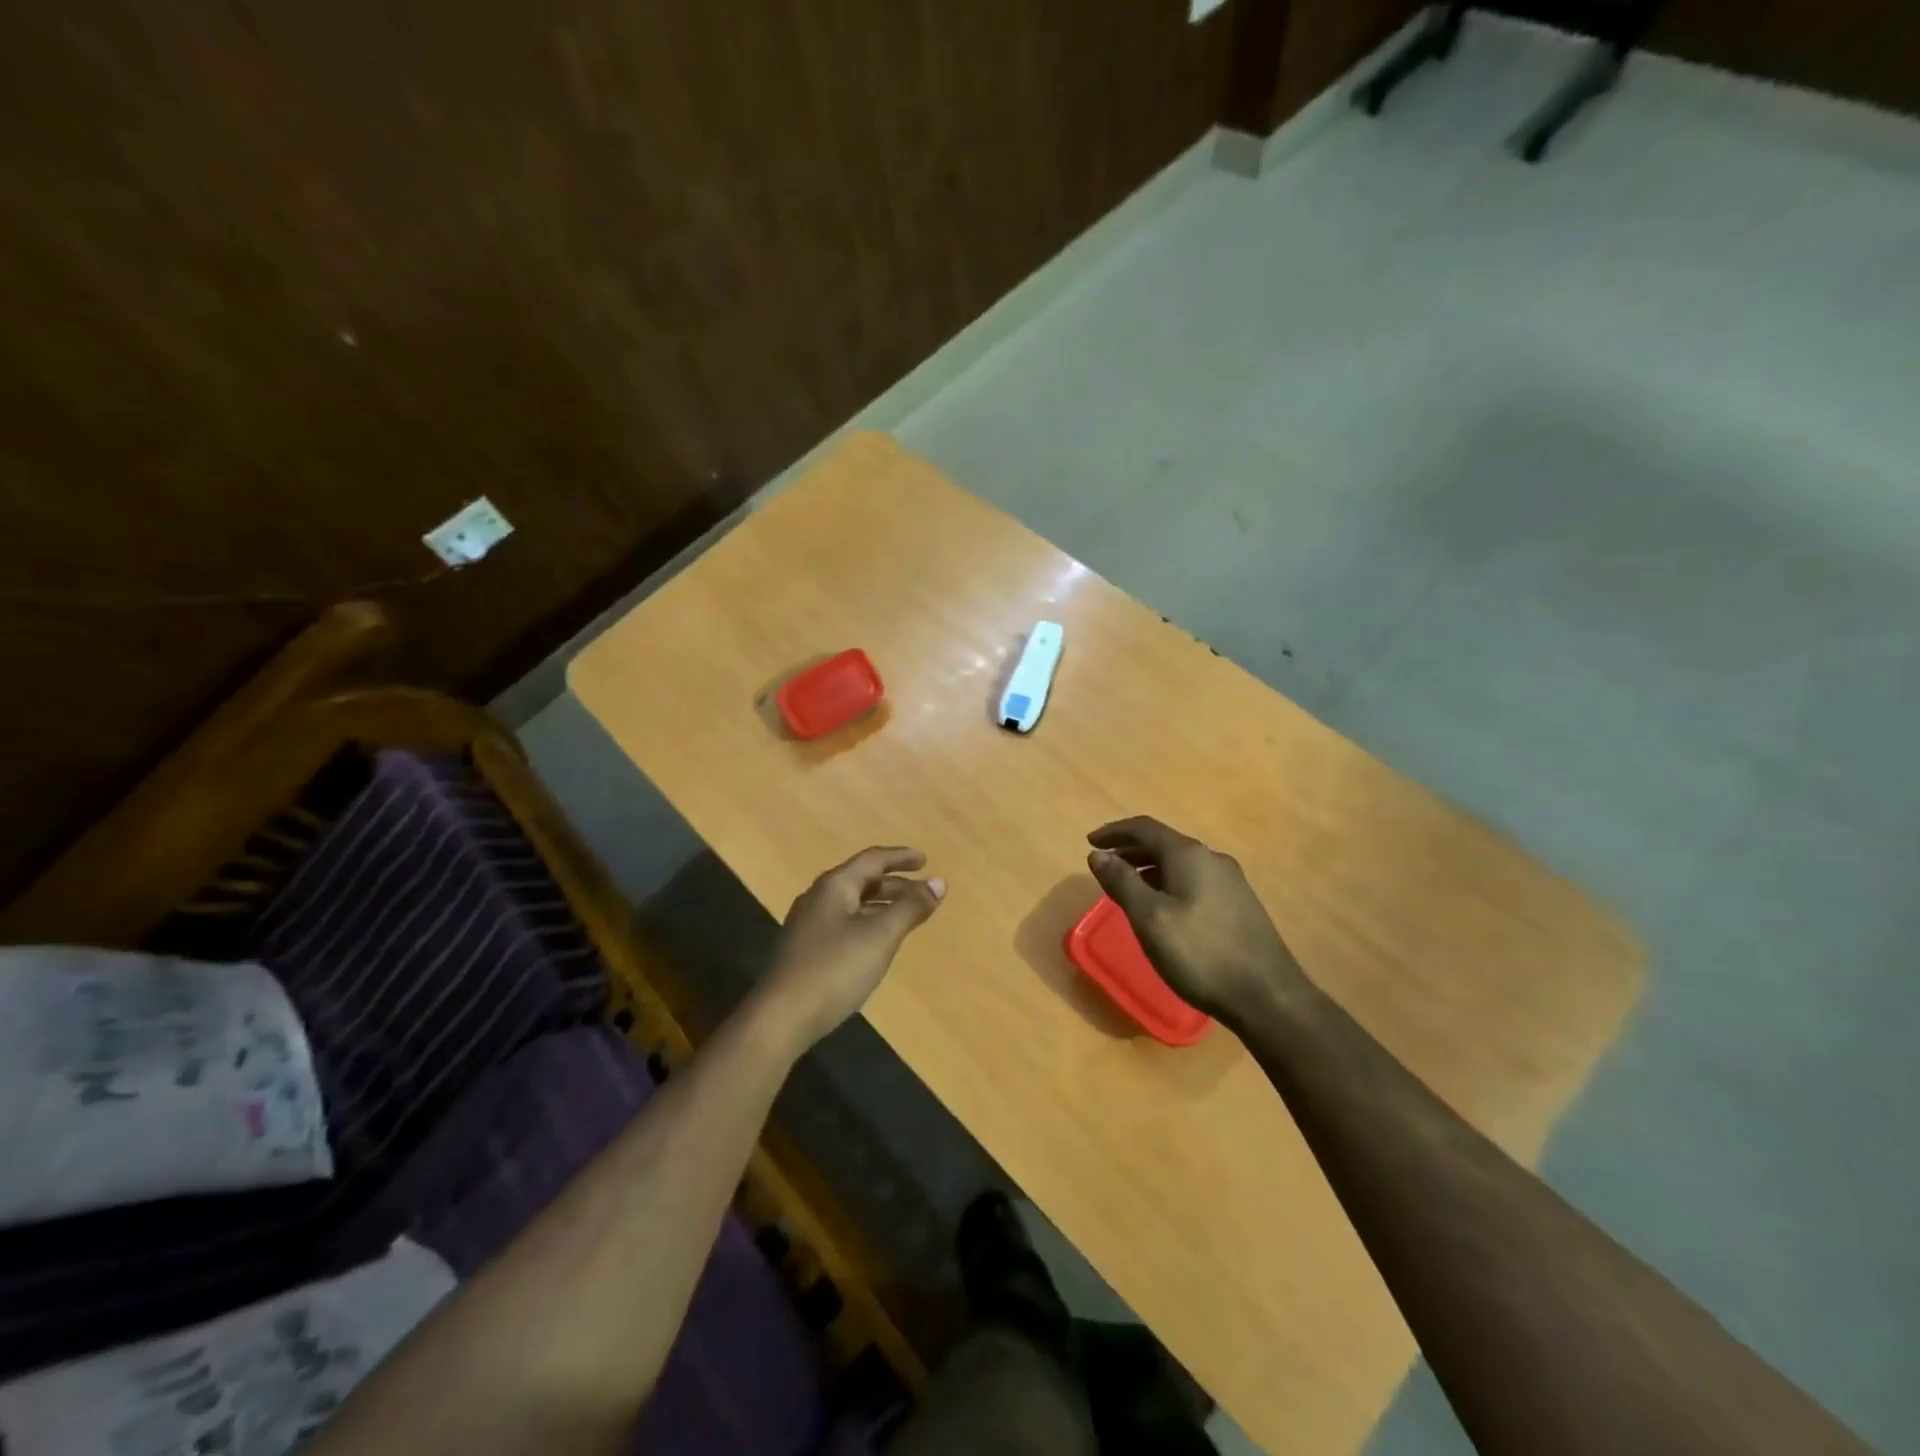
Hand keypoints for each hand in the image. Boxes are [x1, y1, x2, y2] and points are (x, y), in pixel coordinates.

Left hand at [757, 847, 945, 1053]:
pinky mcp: (806, 950)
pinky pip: (845, 923)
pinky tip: (878, 942)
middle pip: (861, 880)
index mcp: (834, 886)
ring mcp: (809, 925)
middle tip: (923, 892)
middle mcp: (819, 898)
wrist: (781, 1018)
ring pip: (853, 903)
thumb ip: (911, 908)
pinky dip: (868, 922)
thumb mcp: (880, 936)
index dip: (901, 857)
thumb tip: (939, 883)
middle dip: (895, 883)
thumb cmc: (835, 969)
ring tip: (907, 916)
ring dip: (882, 904)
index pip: (872, 860)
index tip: (926, 860)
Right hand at [1087, 816, 1308, 1023]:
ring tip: (1127, 888)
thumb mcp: (1149, 918)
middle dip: (1130, 850)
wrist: (1267, 996)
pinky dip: (1169, 883)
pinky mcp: (1240, 905)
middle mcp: (1212, 859)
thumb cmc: (1200, 953)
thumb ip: (1121, 882)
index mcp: (1189, 855)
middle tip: (1104, 866)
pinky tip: (1163, 909)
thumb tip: (1097, 854)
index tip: (1089, 842)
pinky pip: (1194, 881)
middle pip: (1163, 843)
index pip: (1144, 828)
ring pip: (1180, 864)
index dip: (1114, 831)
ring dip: (1149, 868)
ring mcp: (1231, 882)